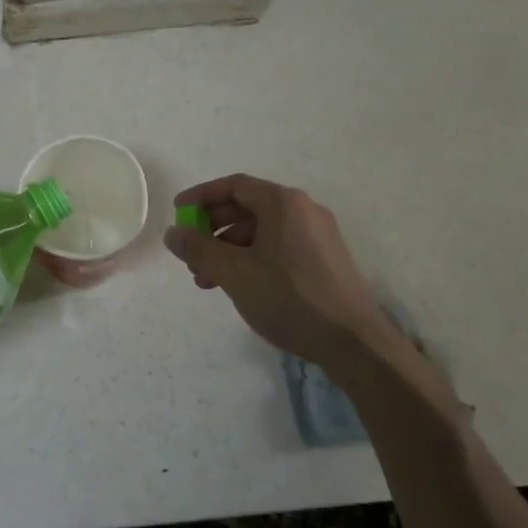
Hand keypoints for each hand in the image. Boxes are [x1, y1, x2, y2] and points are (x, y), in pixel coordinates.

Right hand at [164, 174, 395, 376]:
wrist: (355, 342)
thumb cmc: (290, 298)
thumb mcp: (235, 273)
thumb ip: (199, 249)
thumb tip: (173, 233)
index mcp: (284, 203)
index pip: (234, 186)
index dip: (201, 197)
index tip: (178, 213)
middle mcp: (303, 210)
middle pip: (248, 208)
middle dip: (213, 229)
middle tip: (190, 253)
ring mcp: (318, 235)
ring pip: (262, 231)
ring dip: (230, 249)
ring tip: (207, 280)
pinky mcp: (325, 259)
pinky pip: (279, 247)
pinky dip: (252, 259)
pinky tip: (239, 287)